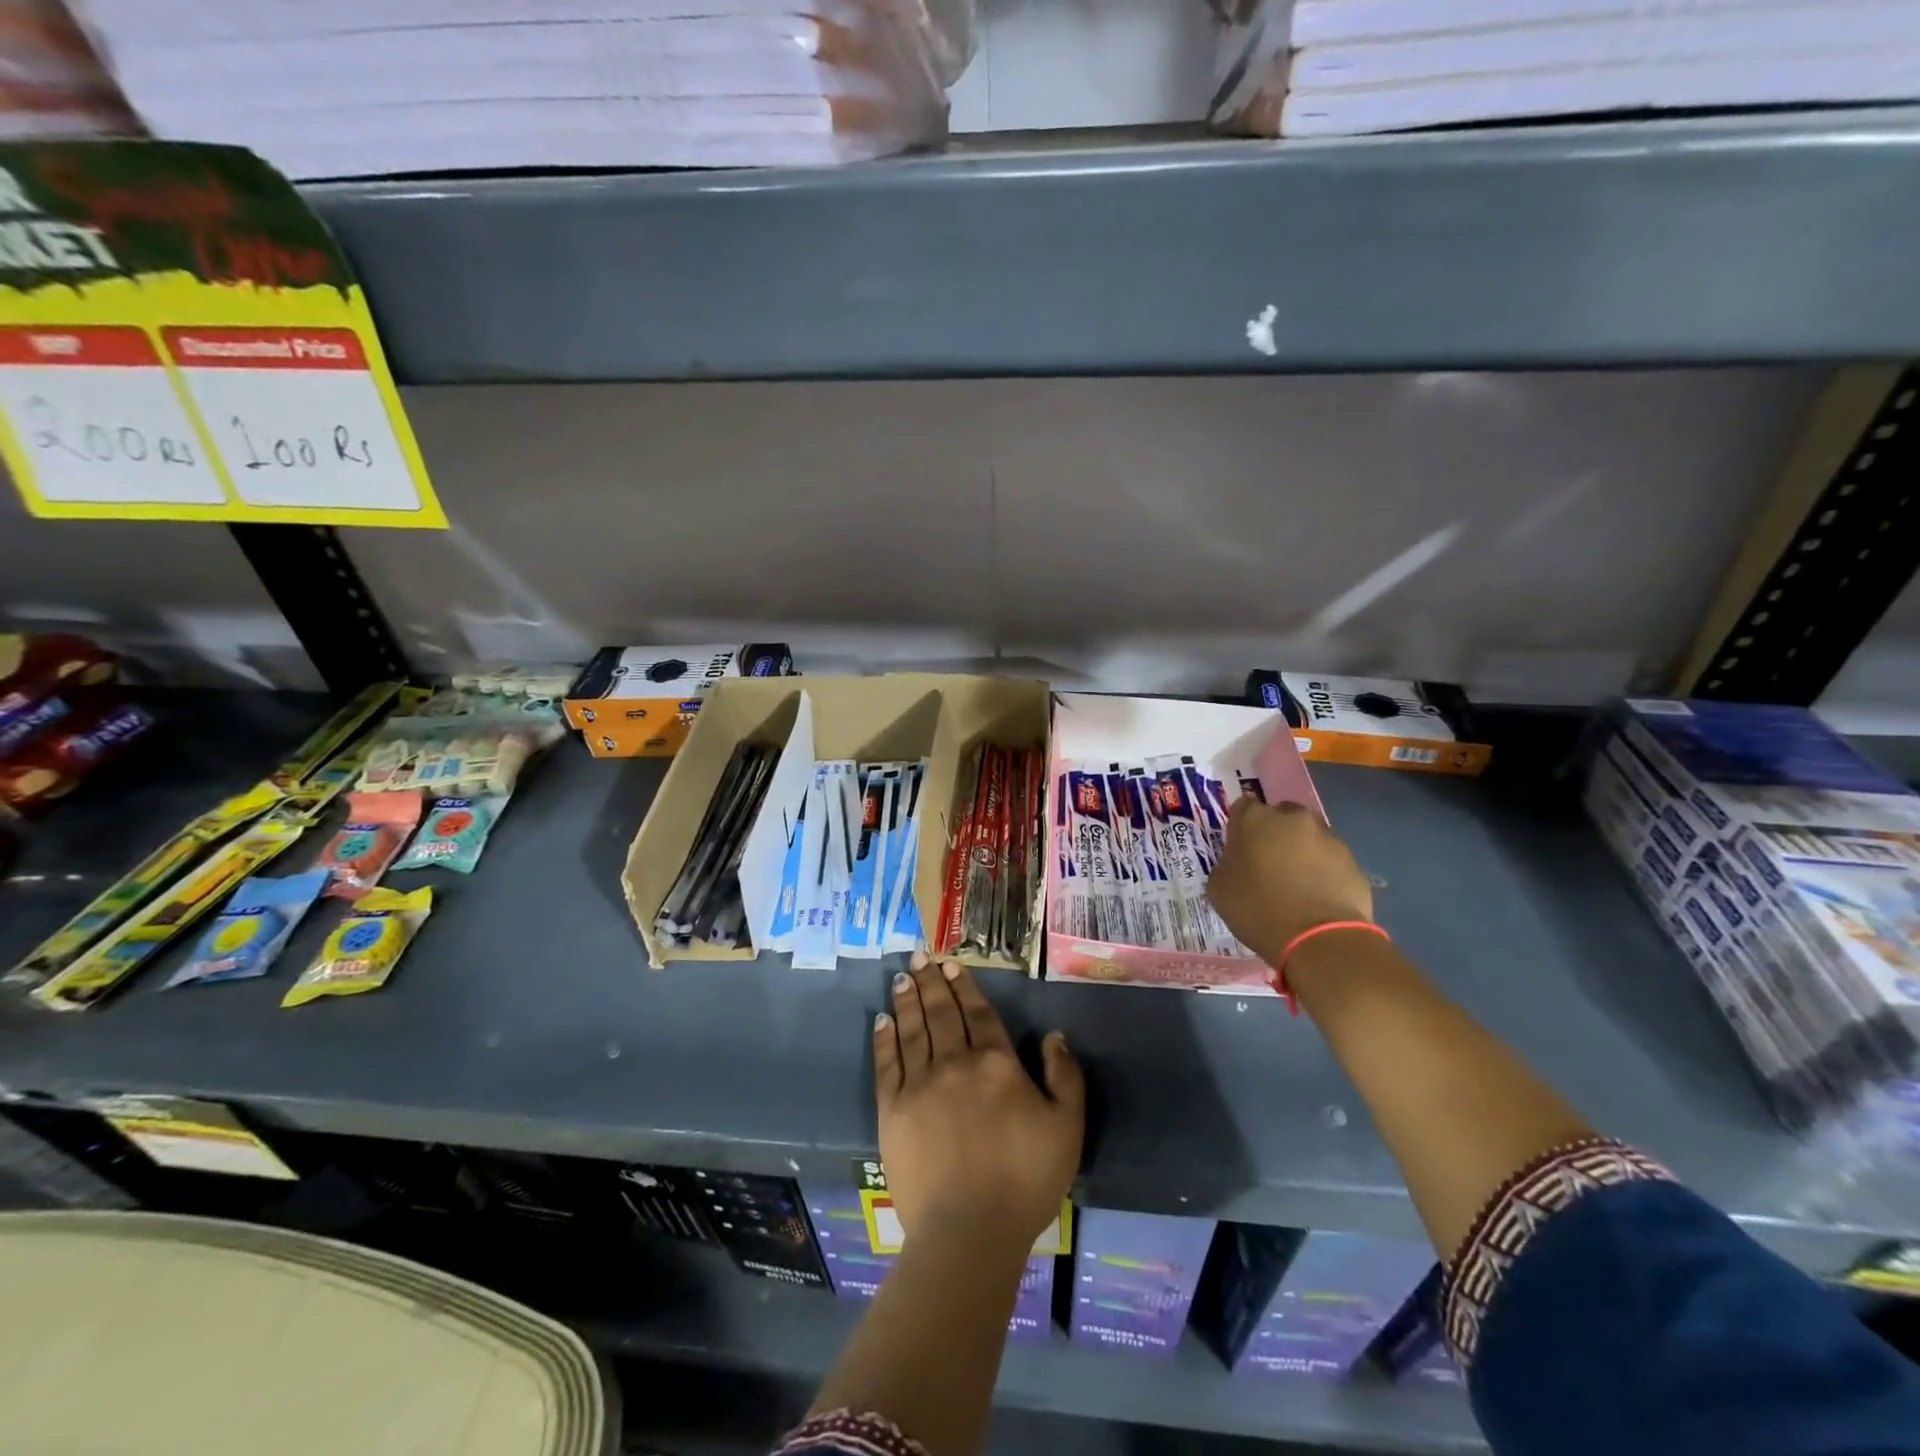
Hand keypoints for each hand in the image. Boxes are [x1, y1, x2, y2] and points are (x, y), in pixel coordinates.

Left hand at [874, 954, 1083, 1253]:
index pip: (978, 1013)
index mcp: (996, 1063)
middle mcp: (955, 1062)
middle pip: (941, 1013)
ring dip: (907, 1000)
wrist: (969, 1231)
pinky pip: (887, 1063)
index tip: (952, 965)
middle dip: (931, 982)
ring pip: (913, 1029)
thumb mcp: (1067, 1128)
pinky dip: (885, 1037)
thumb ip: (1065, 1076)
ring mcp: (920, 1084)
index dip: (965, 987)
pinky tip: (882, 1019)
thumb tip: (1054, 1035)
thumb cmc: (1025, 1180)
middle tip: (920, 957)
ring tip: (901, 977)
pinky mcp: (892, 1109)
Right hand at [1207, 797, 1372, 964]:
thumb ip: (1227, 863)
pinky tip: (1317, 897)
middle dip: (1273, 834)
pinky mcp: (1353, 860)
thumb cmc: (1259, 909)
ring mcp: (1327, 837)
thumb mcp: (1220, 888)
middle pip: (1280, 817)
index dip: (1240, 828)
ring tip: (1296, 884)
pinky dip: (1322, 871)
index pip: (1243, 807)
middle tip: (1267, 865)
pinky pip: (1330, 860)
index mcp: (1255, 819)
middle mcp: (1293, 818)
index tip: (1239, 850)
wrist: (1320, 939)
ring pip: (1308, 837)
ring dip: (1300, 852)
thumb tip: (1238, 861)